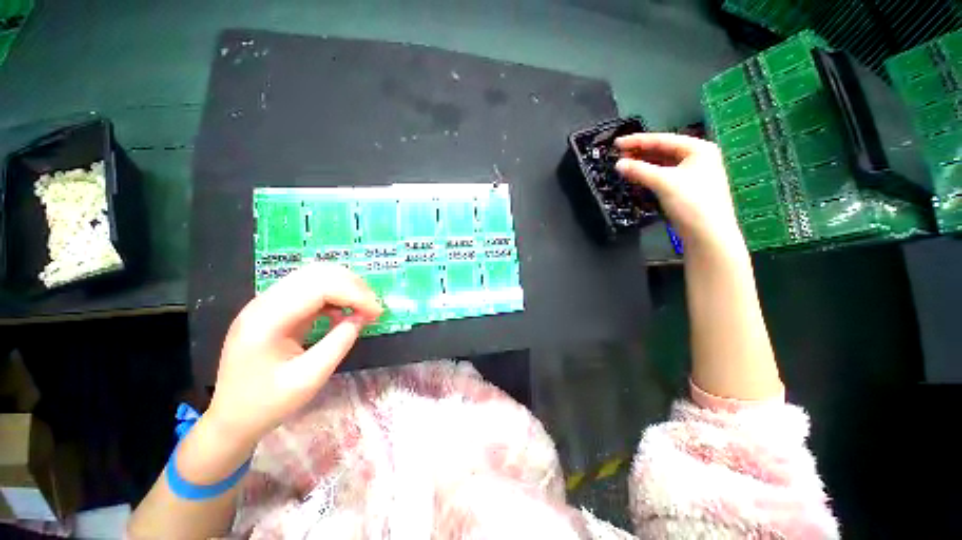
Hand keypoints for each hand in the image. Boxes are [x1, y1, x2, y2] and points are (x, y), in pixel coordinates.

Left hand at [206, 263, 382, 450]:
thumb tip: (362, 317)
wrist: (231, 417)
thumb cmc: (266, 404)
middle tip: (373, 308)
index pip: (319, 287)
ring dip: (345, 287)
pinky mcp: (274, 308)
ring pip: (315, 276)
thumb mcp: (309, 379)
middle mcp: (264, 302)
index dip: (354, 294)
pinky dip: (334, 295)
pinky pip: (310, 289)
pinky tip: (343, 312)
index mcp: (266, 320)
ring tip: (363, 307)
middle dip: (353, 286)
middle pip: (317, 273)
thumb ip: (339, 344)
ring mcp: (267, 303)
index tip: (377, 312)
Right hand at [615, 133, 743, 250]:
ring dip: (643, 164)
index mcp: (698, 149)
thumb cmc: (692, 202)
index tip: (617, 143)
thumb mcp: (664, 182)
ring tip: (624, 164)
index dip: (638, 141)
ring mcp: (691, 175)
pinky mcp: (685, 190)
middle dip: (640, 152)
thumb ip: (639, 171)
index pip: (663, 140)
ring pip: (662, 165)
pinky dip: (648, 176)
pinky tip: (636, 177)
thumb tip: (618, 164)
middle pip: (663, 151)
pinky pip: (663, 177)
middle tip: (618, 154)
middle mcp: (697, 158)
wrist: (707, 234)